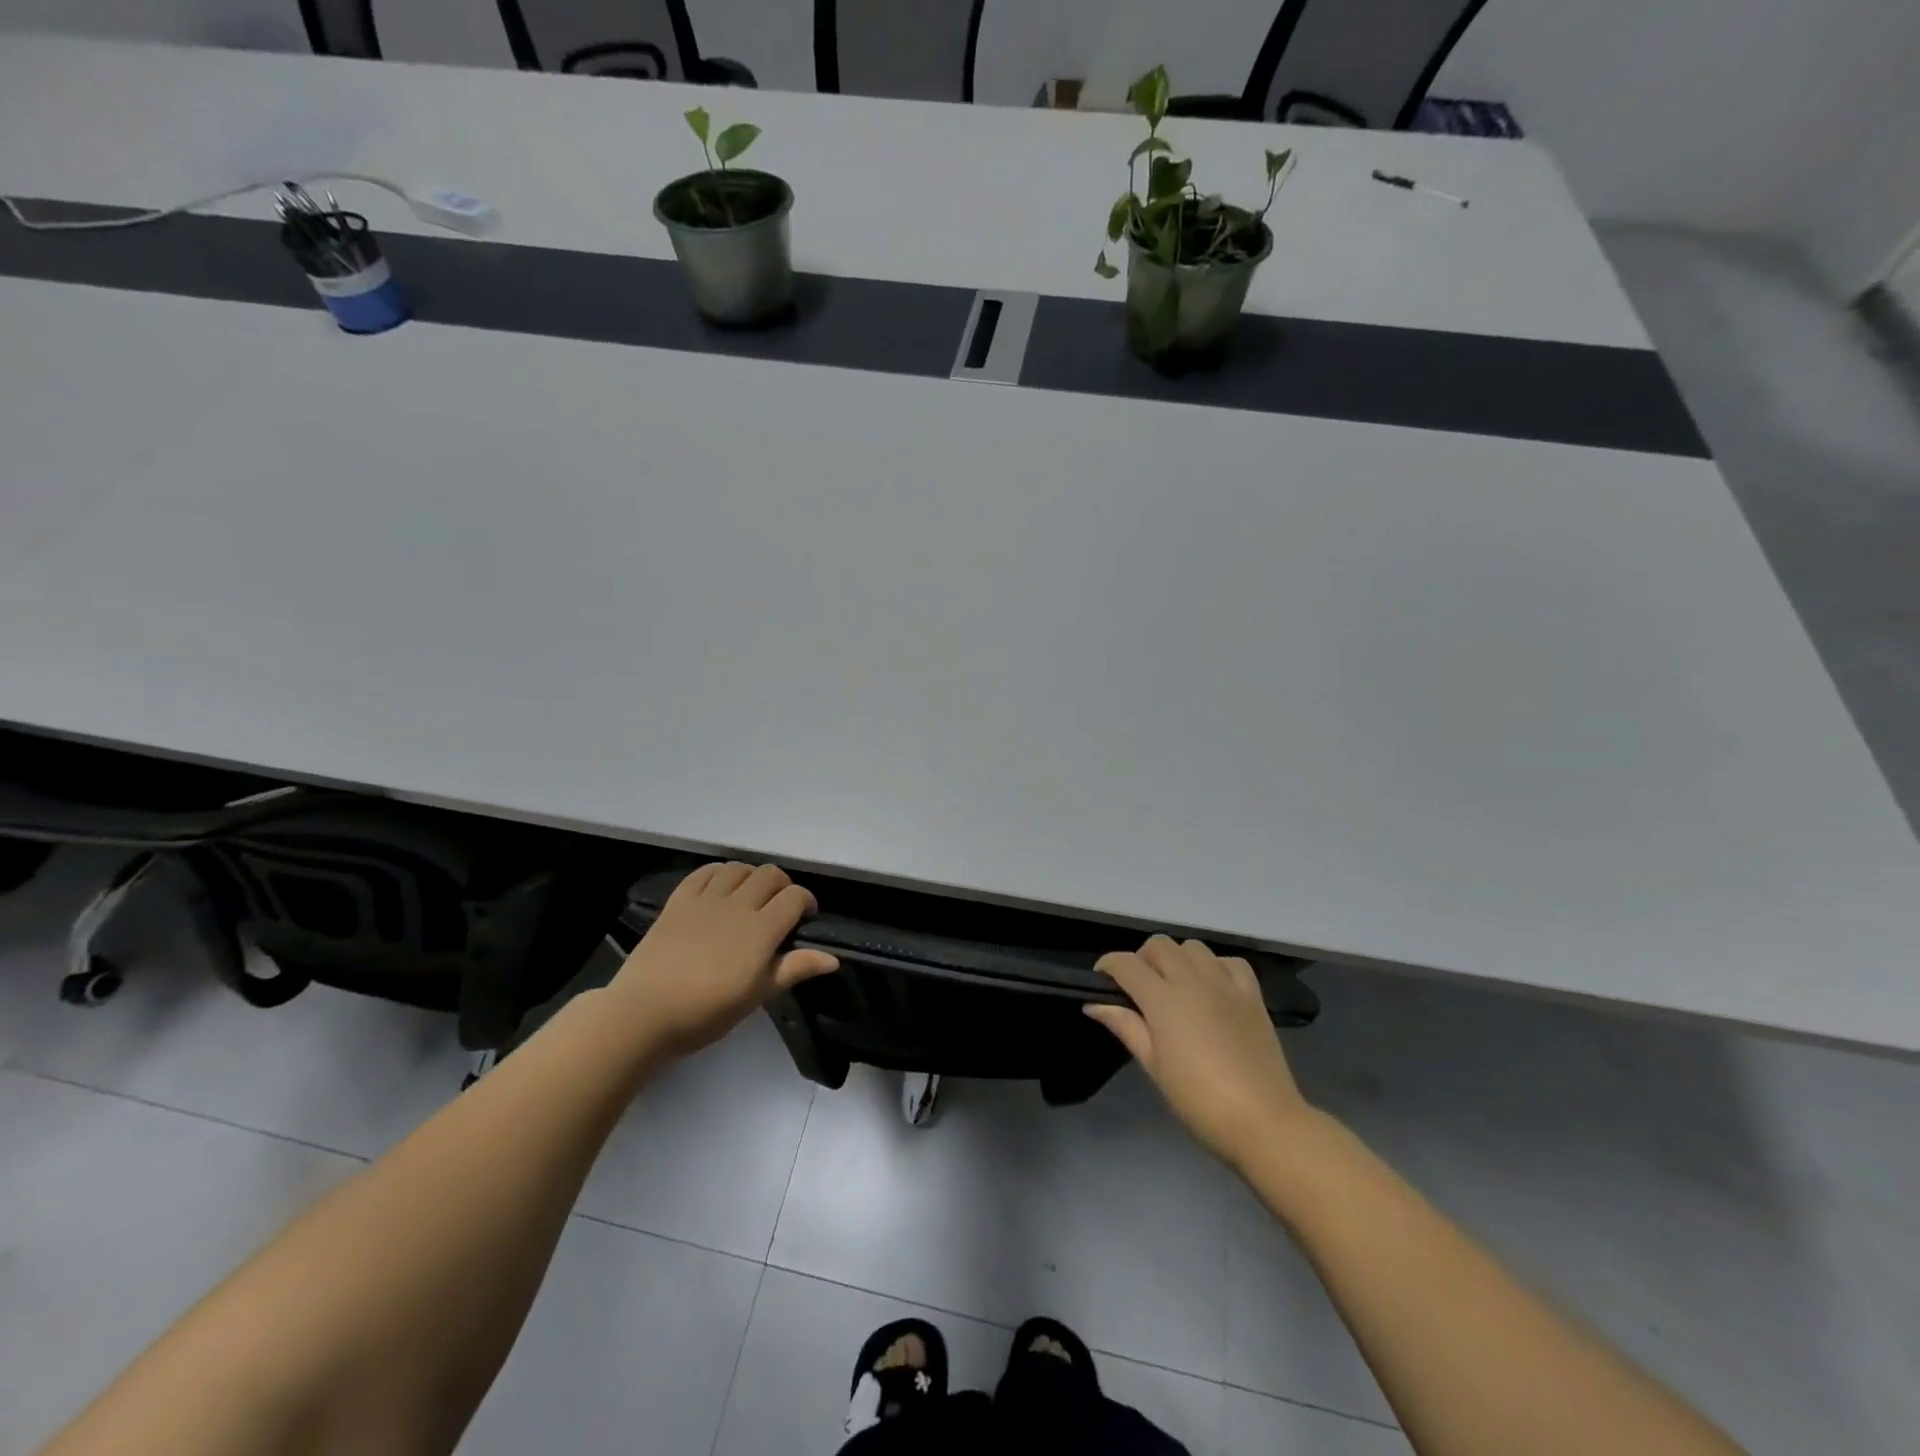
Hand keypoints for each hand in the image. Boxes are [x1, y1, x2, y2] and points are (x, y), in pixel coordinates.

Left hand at [609, 862, 838, 1056]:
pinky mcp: (679, 900)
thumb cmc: (707, 1012)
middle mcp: (738, 905)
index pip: (795, 897)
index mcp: (761, 929)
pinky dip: (719, 872)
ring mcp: (706, 899)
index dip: (806, 901)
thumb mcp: (757, 996)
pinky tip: (721, 885)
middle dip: (782, 885)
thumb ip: (794, 969)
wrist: (644, 1013)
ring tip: (751, 894)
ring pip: (739, 868)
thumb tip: (833, 959)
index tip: (805, 917)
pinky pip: (704, 872)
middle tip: (780, 906)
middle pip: (770, 875)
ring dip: (752, 876)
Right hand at [1085, 935, 1310, 1169]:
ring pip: (1193, 947)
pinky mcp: (1252, 994)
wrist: (1263, 1121)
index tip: (1102, 980)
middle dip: (1142, 958)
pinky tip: (1212, 988)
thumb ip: (1125, 1026)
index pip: (1126, 964)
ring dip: (1177, 958)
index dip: (1108, 965)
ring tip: (1175, 986)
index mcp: (1162, 999)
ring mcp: (1225, 983)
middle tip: (1139, 987)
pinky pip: (1229, 962)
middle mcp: (1192, 980)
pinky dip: (1215, 966)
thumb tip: (1094, 1004)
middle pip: (1159, 945)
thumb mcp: (1153, 1066)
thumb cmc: (1198, 1100)